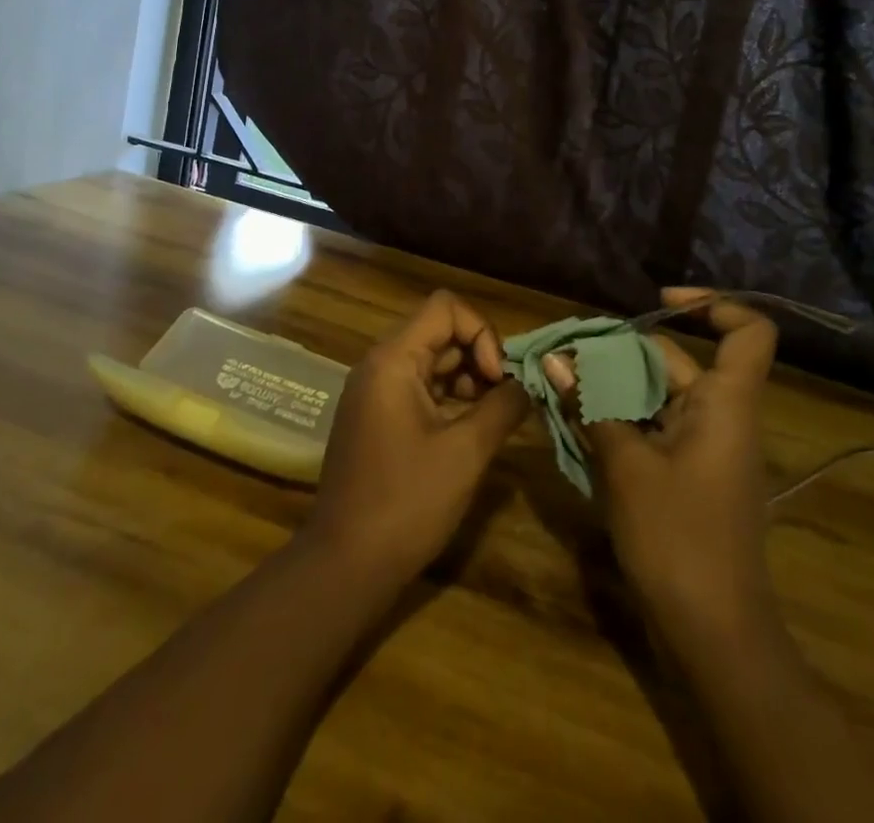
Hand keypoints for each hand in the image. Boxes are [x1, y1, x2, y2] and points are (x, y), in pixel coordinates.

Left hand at [304, 290, 529, 585]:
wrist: (346, 564)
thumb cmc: (406, 503)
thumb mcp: (465, 452)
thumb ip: (502, 407)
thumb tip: (527, 383)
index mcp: (393, 360)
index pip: (445, 308)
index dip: (481, 332)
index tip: (498, 378)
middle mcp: (380, 364)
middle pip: (439, 332)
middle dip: (479, 357)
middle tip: (505, 399)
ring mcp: (375, 391)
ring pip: (431, 360)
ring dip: (467, 379)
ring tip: (493, 416)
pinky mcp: (377, 417)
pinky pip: (419, 387)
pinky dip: (449, 398)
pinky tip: (470, 430)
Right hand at [543, 287, 777, 637]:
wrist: (714, 636)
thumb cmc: (678, 539)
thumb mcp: (626, 466)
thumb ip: (592, 406)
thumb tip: (556, 359)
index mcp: (725, 404)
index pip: (748, 332)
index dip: (712, 305)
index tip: (658, 301)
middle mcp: (720, 416)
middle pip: (675, 361)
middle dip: (621, 352)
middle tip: (567, 354)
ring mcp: (704, 447)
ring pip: (656, 395)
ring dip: (611, 387)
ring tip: (561, 383)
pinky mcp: (687, 474)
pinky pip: (652, 427)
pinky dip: (618, 418)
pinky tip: (576, 420)